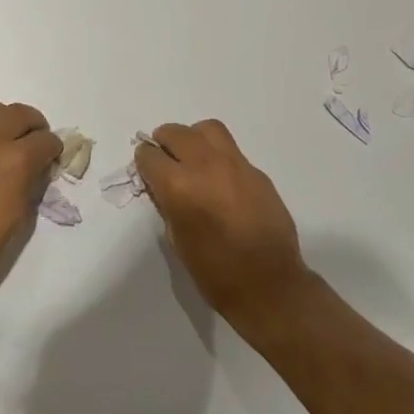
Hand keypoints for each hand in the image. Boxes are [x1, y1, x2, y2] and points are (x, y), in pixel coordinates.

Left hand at [0, 98, 61, 307]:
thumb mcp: (17, 217)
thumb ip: (28, 185)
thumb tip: (33, 170)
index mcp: (15, 161)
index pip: (45, 140)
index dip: (53, 149)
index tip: (51, 157)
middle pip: (19, 113)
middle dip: (34, 125)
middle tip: (34, 141)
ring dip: (4, 118)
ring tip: (5, 137)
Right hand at [135, 120, 310, 323]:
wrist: (269, 284)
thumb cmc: (215, 272)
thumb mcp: (177, 239)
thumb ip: (167, 203)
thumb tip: (162, 185)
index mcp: (179, 186)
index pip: (150, 156)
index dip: (144, 162)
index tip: (146, 170)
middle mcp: (205, 166)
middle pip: (176, 132)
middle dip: (164, 142)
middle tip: (165, 159)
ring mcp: (235, 165)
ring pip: (207, 129)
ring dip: (193, 138)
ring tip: (193, 158)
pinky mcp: (256, 172)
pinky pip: (231, 150)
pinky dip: (217, 156)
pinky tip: (220, 180)